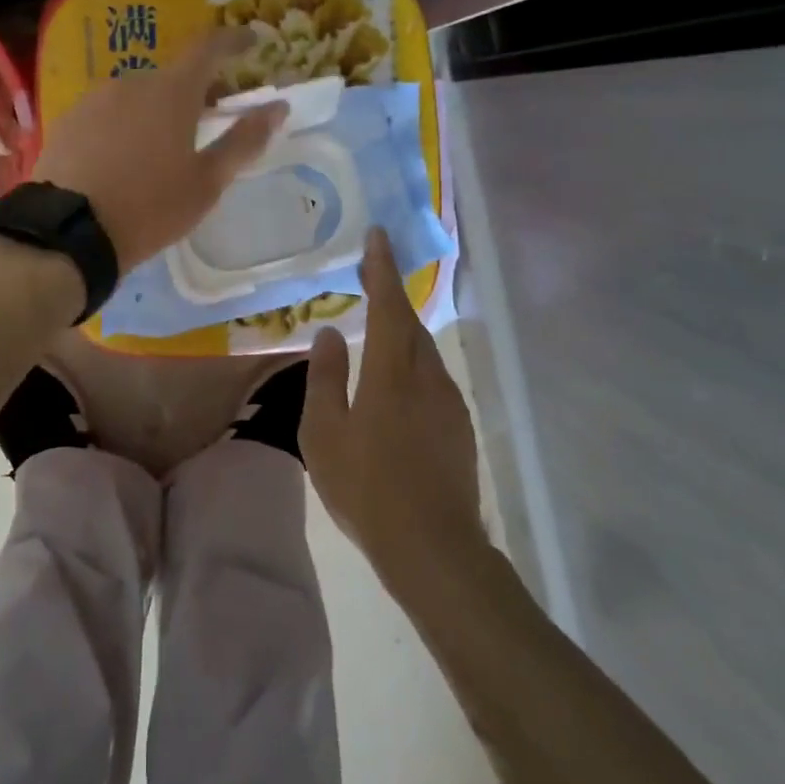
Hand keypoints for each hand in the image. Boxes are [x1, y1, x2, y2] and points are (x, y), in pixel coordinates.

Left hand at [33, 29, 282, 273]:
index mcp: (171, 91)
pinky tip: (125, 156)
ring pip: (138, 94)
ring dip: (159, 108)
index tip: (252, 41)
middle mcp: (131, 82)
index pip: (209, 47)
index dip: (234, 40)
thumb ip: (244, 140)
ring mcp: (93, 99)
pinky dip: (126, 123)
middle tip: (214, 115)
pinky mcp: (67, 121)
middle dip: (198, 89)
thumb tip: (278, 108)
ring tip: (166, 145)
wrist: (68, 232)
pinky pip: (108, 112)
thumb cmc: (150, 208)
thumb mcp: (206, 182)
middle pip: (173, 75)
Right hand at [302, 229, 486, 584]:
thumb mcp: (324, 433)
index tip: (379, 235)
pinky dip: (412, 364)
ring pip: (424, 351)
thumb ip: (325, 377)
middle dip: (391, 296)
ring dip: (402, 333)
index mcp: (391, 372)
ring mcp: (449, 402)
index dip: (382, 268)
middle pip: (411, 323)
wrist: (433, 548)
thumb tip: (329, 333)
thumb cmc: (367, 488)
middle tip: (371, 279)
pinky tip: (395, 386)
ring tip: (377, 332)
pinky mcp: (460, 426)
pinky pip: (433, 378)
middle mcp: (427, 376)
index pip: (387, 305)